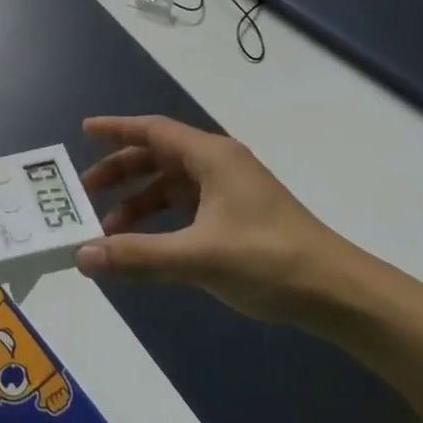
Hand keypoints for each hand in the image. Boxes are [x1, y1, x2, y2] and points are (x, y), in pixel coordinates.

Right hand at [75, 115, 360, 323]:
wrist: (339, 294)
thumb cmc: (269, 261)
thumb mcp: (198, 257)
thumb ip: (138, 255)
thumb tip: (82, 255)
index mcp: (211, 157)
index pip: (153, 130)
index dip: (116, 129)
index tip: (84, 130)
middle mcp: (219, 165)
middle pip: (158, 156)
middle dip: (121, 171)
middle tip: (85, 191)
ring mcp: (231, 190)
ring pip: (172, 185)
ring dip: (139, 201)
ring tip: (109, 229)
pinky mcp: (238, 216)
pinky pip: (187, 206)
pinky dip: (161, 219)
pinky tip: (147, 244)